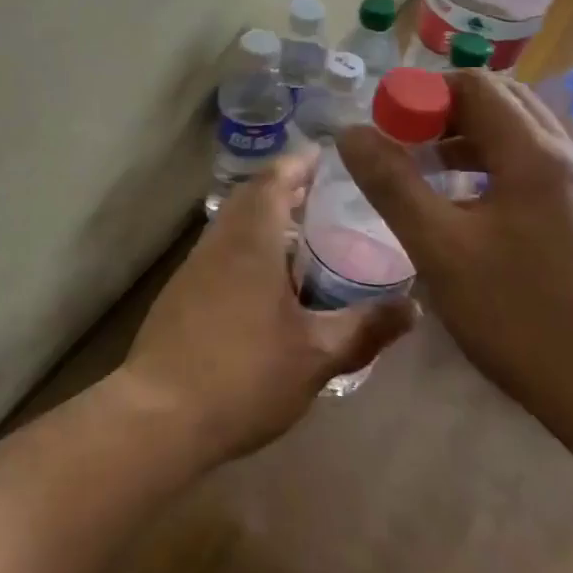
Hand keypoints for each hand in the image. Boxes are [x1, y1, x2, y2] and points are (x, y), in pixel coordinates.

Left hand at [119, 155, 415, 464]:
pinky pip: (222, 251)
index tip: (329, 157)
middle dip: (288, 189)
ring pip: (235, 225)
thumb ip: (366, 328)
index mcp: (251, 240)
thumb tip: (413, 307)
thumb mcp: (317, 356)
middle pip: (252, 197)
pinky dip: (250, 248)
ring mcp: (195, 267)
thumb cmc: (244, 375)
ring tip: (309, 237)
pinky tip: (271, 282)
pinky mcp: (182, 293)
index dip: (301, 163)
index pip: (275, 179)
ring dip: (267, 220)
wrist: (159, 415)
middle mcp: (219, 241)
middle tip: (329, 197)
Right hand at [336, 72, 572, 446]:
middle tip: (403, 143)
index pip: (475, 84)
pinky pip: (532, 164)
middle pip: (501, 100)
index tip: (387, 127)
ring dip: (468, 136)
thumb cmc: (519, 315)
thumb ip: (391, 184)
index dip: (423, 94)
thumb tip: (351, 132)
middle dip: (445, 111)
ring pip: (519, 133)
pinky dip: (492, 164)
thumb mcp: (438, 248)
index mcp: (534, 154)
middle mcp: (566, 157)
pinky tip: (465, 203)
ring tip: (425, 169)